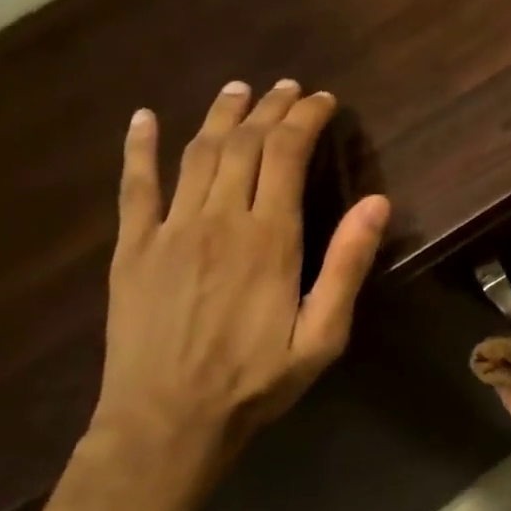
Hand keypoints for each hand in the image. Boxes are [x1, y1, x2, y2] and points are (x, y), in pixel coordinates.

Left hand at [92, 79, 389, 469]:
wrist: (166, 424)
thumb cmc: (255, 381)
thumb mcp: (322, 335)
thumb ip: (347, 265)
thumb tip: (378, 203)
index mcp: (269, 238)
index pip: (287, 154)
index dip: (306, 118)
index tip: (323, 100)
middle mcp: (218, 220)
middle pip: (244, 144)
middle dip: (269, 108)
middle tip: (287, 87)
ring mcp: (168, 231)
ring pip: (196, 153)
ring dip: (219, 115)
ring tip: (238, 89)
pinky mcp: (131, 249)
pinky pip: (134, 186)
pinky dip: (137, 148)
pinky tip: (143, 118)